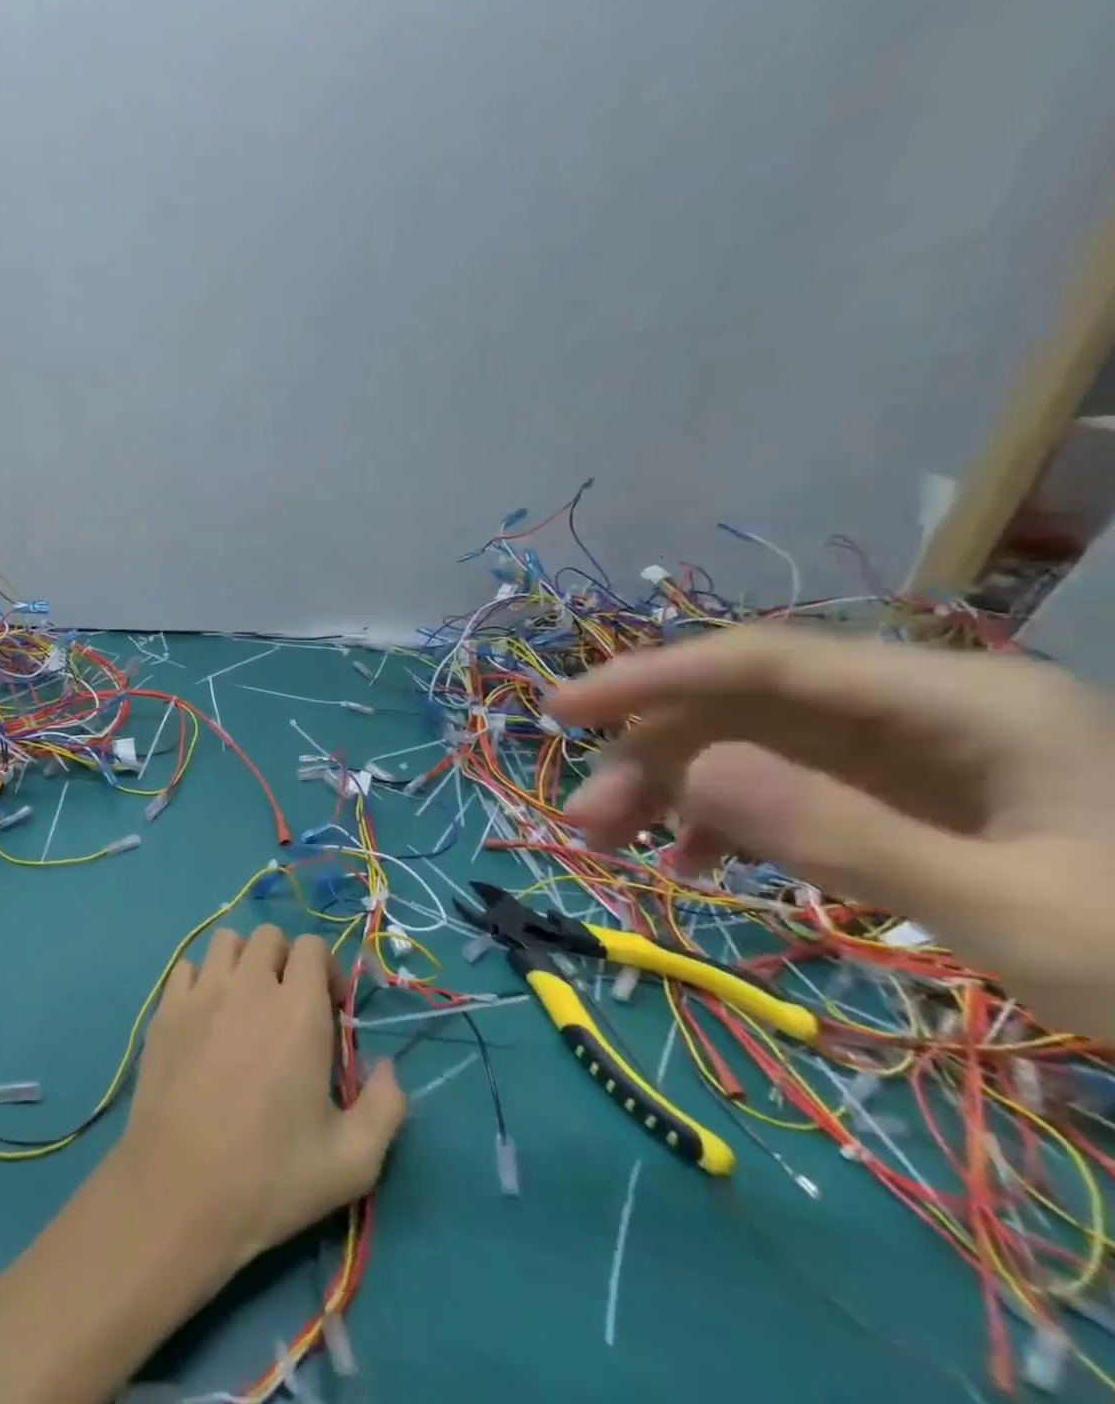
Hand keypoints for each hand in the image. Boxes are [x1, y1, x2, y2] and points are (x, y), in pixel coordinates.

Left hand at [109, 924, 406, 1275]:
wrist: (178, 1193)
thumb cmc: (270, 1178)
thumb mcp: (352, 1162)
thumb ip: (386, 1106)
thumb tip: (387, 1066)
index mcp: (298, 1011)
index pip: (311, 946)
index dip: (326, 970)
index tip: (330, 1011)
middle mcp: (249, 986)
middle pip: (269, 935)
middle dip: (286, 960)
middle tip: (289, 1005)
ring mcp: (201, 994)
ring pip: (225, 941)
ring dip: (243, 960)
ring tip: (247, 1003)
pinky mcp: (165, 1010)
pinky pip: (186, 966)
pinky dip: (202, 978)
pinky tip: (206, 1016)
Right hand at [547, 626, 1114, 1036]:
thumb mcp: (1016, 913)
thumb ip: (847, 835)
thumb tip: (692, 771)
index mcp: (953, 702)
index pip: (762, 661)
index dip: (650, 677)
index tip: (559, 708)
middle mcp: (915, 708)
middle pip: (742, 709)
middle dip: (651, 758)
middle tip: (585, 823)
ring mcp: (906, 755)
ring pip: (748, 747)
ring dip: (672, 790)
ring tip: (614, 845)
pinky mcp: (900, 797)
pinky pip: (781, 788)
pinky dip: (723, 818)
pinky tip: (694, 861)